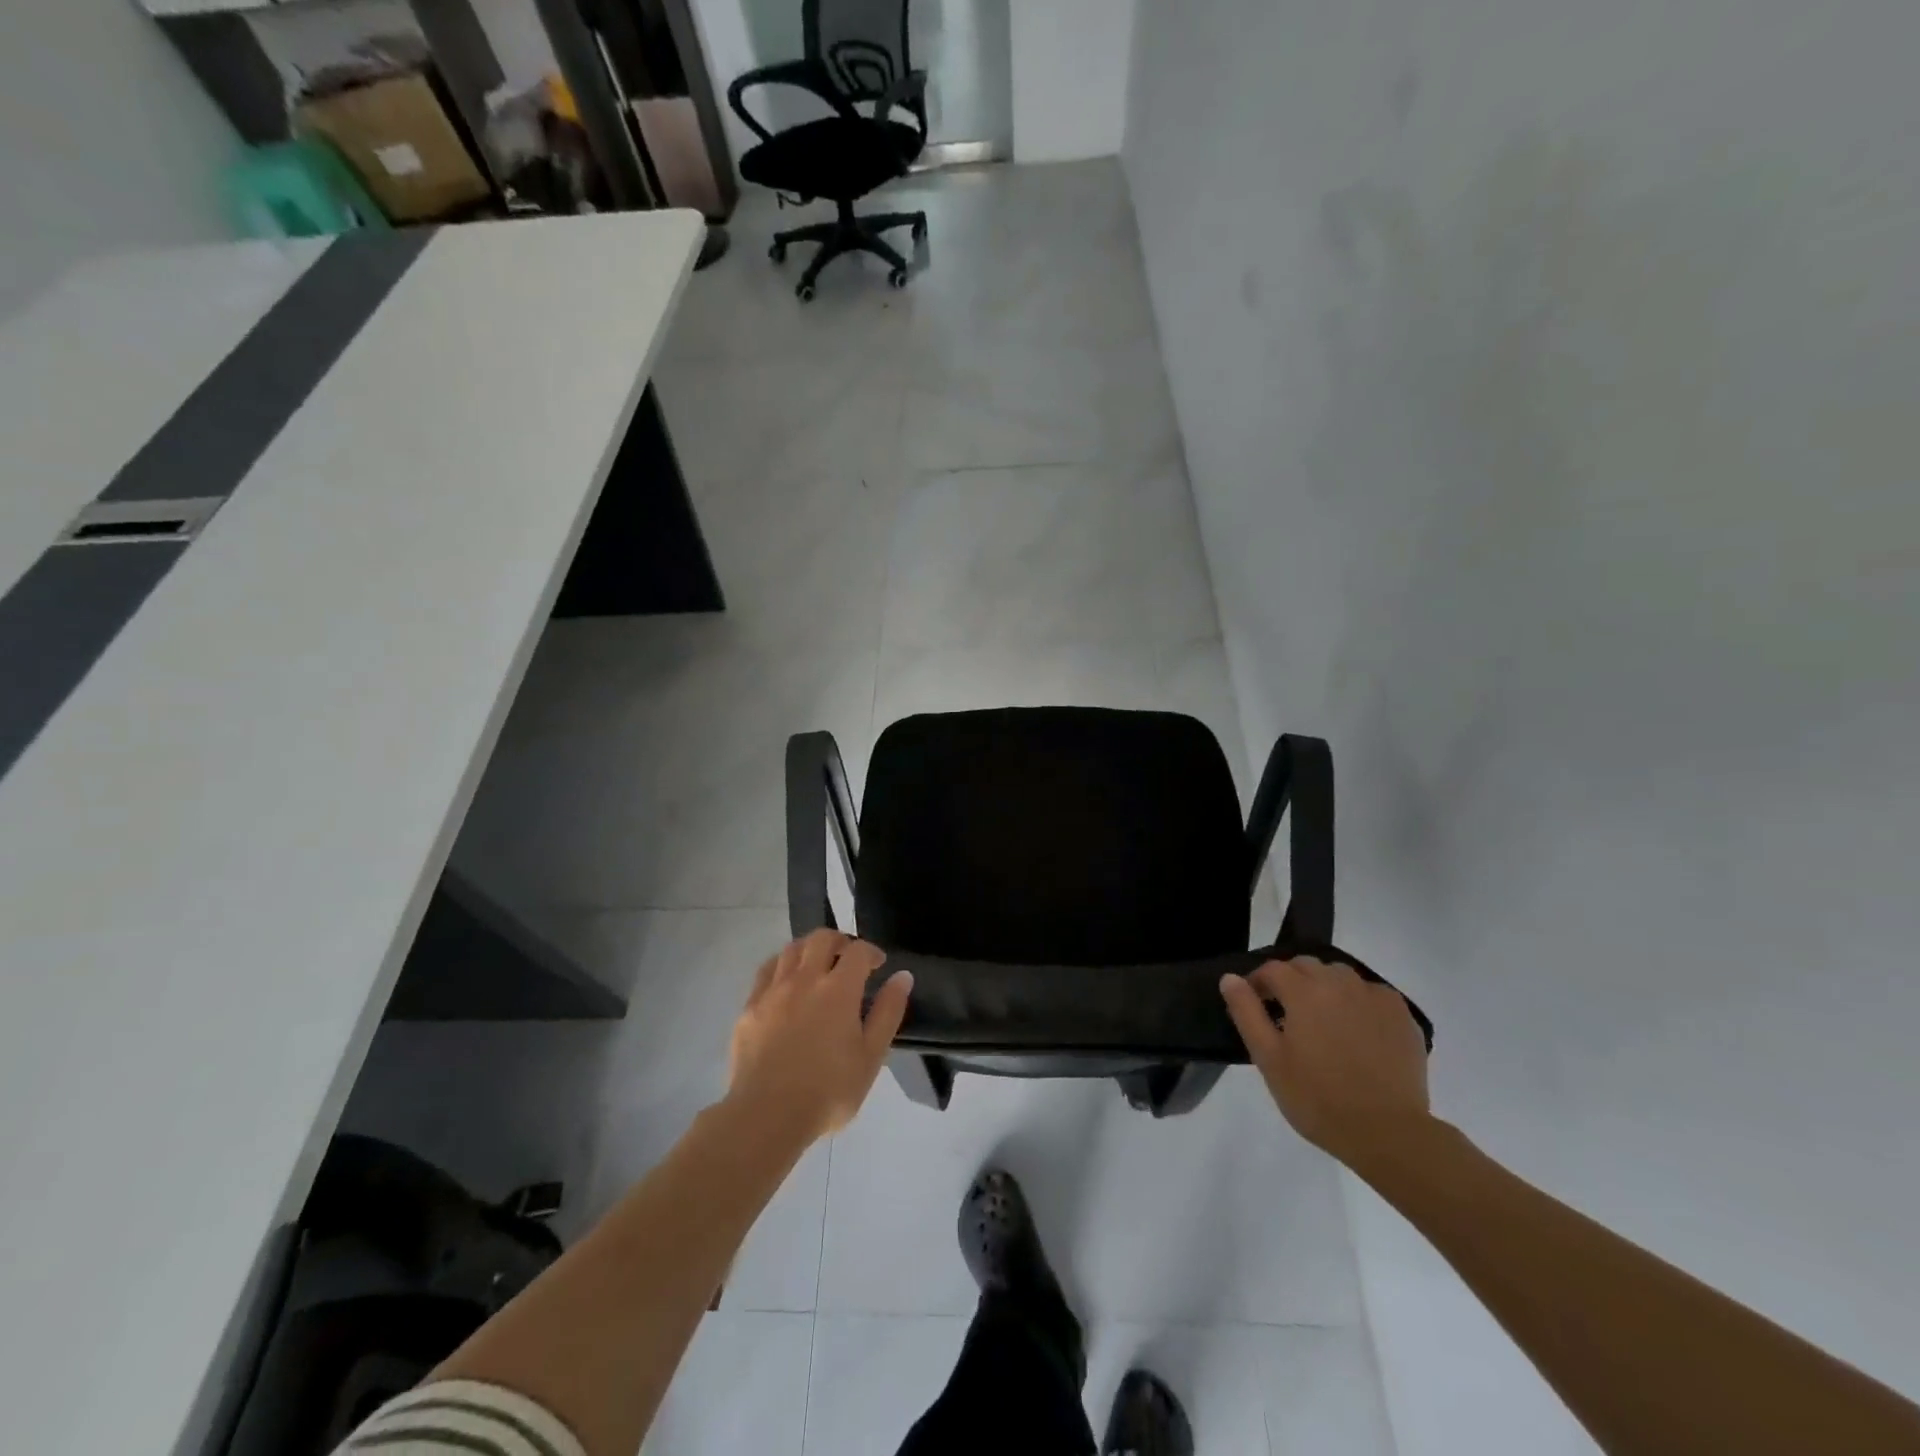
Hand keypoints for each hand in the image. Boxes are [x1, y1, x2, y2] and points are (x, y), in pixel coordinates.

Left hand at [728, 930, 912, 1143]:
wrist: (766, 1116)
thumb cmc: (828, 1091)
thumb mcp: (871, 1057)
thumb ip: (888, 1012)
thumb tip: (902, 977)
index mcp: (838, 989)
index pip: (858, 950)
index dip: (871, 952)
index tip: (878, 965)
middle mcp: (805, 979)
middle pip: (822, 938)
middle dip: (840, 941)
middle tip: (848, 958)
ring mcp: (773, 990)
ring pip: (792, 948)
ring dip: (810, 948)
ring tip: (818, 965)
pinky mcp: (750, 1006)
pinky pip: (767, 970)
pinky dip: (782, 965)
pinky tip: (787, 981)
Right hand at [1220, 957, 1430, 1166]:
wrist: (1388, 1133)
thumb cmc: (1318, 1098)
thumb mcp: (1268, 1059)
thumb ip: (1247, 1012)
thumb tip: (1230, 978)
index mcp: (1304, 991)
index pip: (1272, 969)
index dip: (1258, 983)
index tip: (1255, 1004)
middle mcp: (1339, 982)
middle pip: (1306, 966)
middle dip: (1291, 981)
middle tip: (1287, 1015)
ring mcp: (1374, 996)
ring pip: (1340, 975)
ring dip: (1325, 987)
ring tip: (1323, 1020)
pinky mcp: (1402, 1015)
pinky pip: (1371, 994)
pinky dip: (1358, 1002)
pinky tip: (1357, 1030)